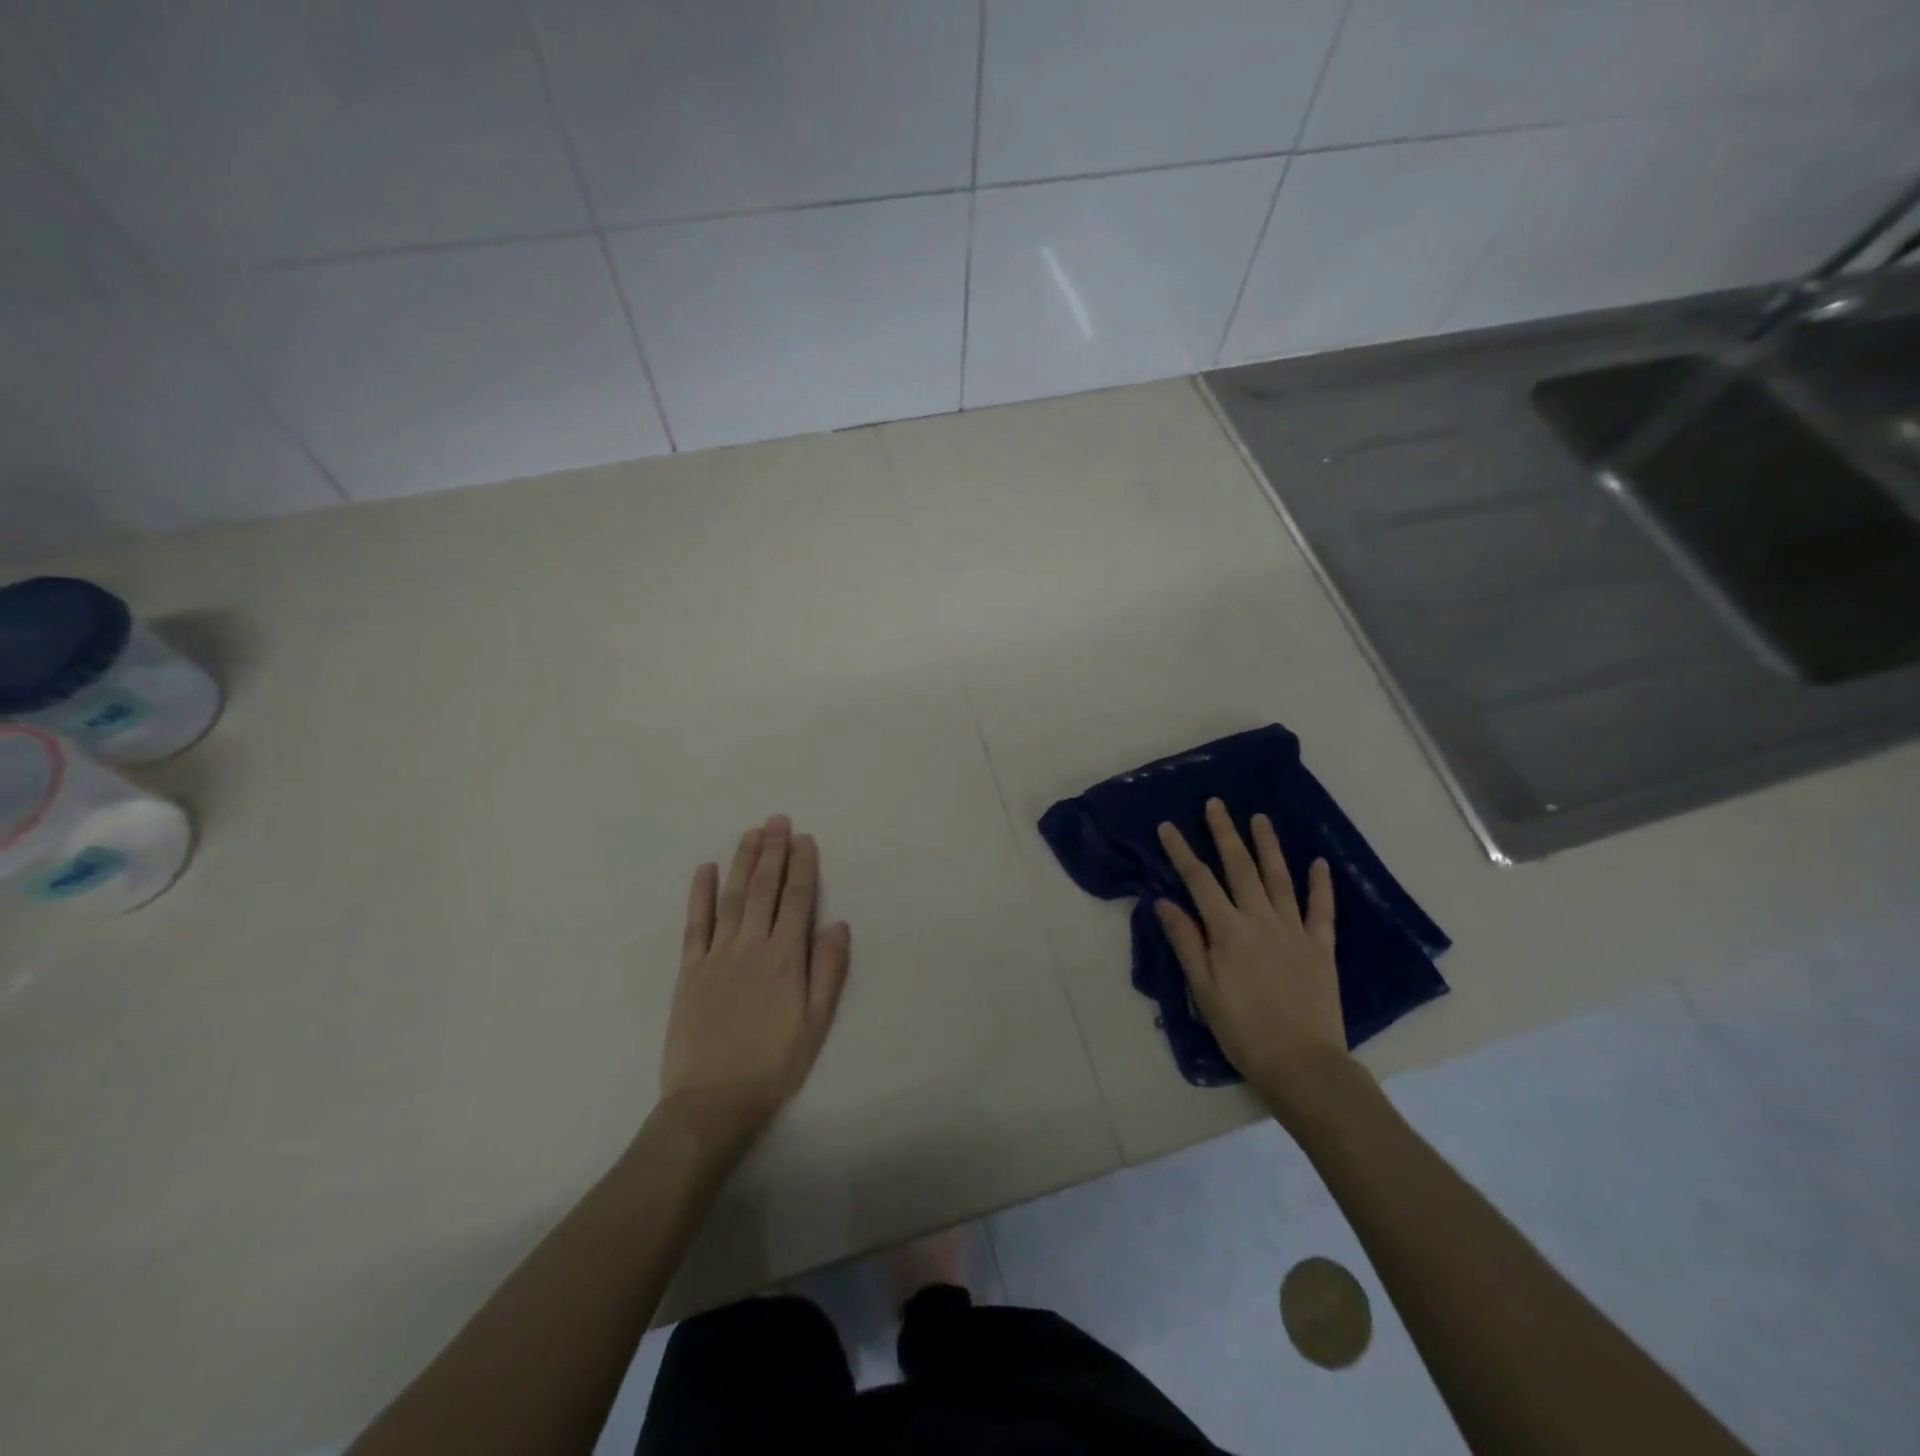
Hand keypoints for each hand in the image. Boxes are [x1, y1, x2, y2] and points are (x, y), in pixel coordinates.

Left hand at [659, 815, 850, 1151]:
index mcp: (785, 959)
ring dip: (742, 861)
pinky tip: (704, 868)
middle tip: (777, 820)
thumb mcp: (816, 1024)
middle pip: (764, 888)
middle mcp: (751, 946)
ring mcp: (717, 954)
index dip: (802, 866)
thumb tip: (839, 924)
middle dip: (773, 851)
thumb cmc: (773, 1065)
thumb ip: (828, 972)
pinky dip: (699, 893)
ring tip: (751, 832)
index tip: (804, 838)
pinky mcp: (689, 969)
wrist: (712, 1101)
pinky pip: (695, 923)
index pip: (798, 900)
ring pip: (732, 896)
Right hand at [1155, 799, 1357, 1123]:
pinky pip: (1321, 909)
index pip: (1199, 881)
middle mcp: (1260, 920)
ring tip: (1259, 818)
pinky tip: (1319, 863)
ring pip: (1279, 878)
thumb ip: (1186, 942)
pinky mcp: (1321, 946)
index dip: (1181, 852)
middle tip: (1217, 804)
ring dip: (1268, 846)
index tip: (1167, 826)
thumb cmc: (1243, 1029)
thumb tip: (1164, 901)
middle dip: (1225, 833)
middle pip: (1240, 868)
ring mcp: (1294, 930)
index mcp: (1228, 930)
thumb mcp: (1203, 989)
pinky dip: (1321, 885)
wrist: (1303, 1064)